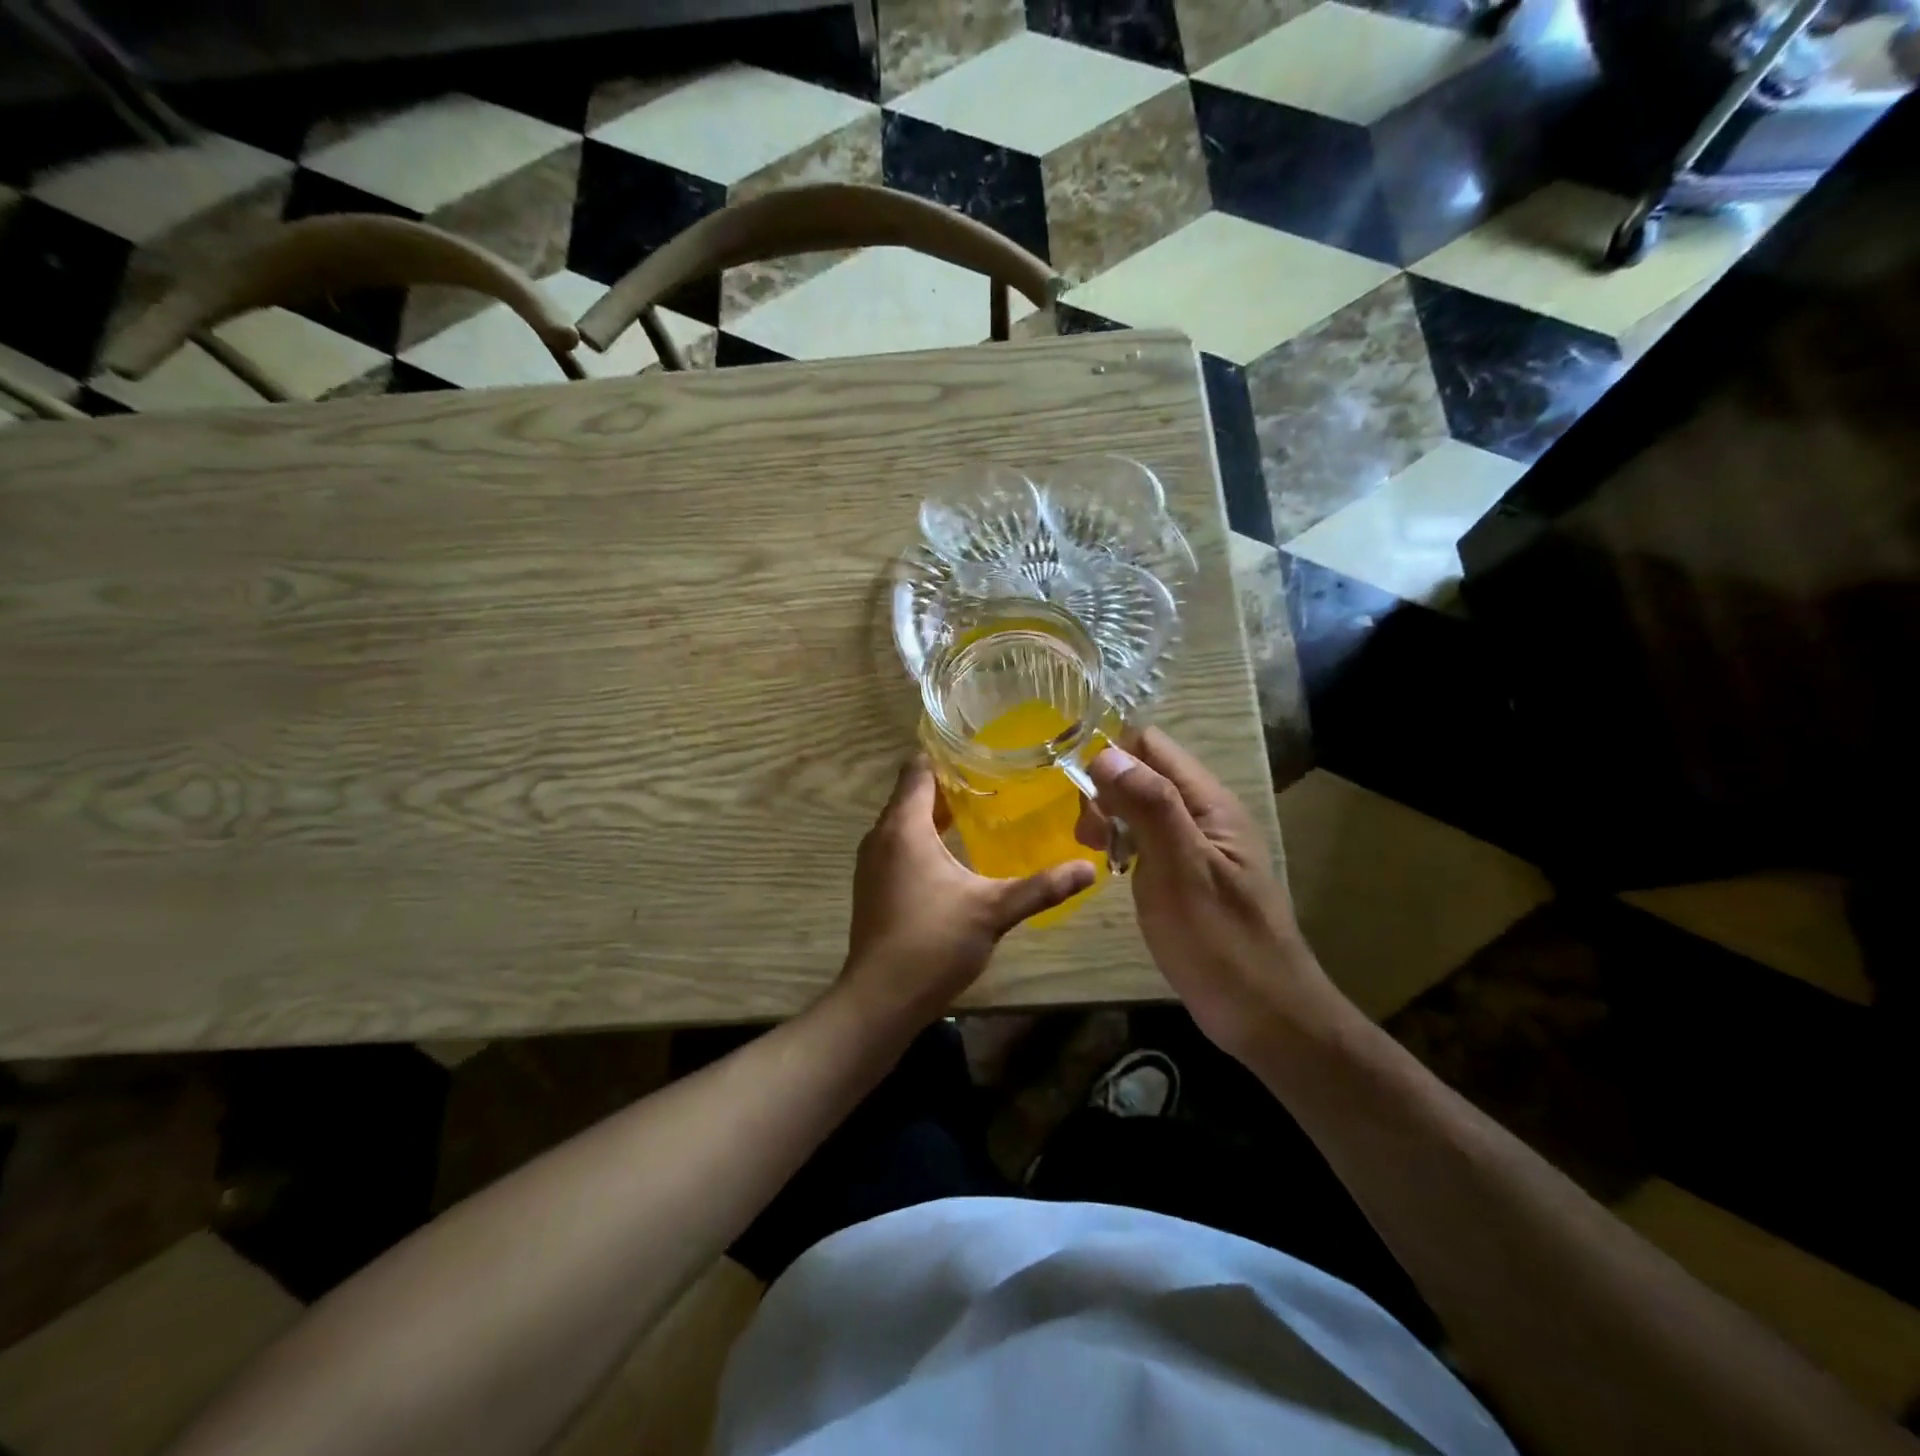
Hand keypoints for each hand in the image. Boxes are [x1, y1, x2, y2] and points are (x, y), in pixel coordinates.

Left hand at [839, 756, 1094, 1028]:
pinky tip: (954, 855)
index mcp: (904, 827)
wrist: (880, 999)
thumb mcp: (993, 911)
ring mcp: (872, 863)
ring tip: (980, 811)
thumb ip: (1041, 887)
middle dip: (949, 785)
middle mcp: (881, 836)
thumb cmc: (933, 943)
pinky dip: (923, 839)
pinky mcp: (873, 886)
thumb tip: (1089, 868)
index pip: (918, 769)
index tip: (983, 752)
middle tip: (994, 781)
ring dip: (936, 814)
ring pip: (904, 821)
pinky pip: (898, 845)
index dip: (947, 756)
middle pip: (912, 794)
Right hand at [1083, 729, 1346, 1059]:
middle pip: (1143, 773)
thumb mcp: (1181, 869)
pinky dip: (1125, 846)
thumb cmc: (1220, 941)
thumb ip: (1149, 806)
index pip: (1150, 745)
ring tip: (1099, 857)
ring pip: (1141, 806)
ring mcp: (1197, 845)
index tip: (1083, 796)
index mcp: (1208, 802)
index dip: (1111, 757)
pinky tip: (1117, 873)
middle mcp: (1204, 813)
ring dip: (1112, 820)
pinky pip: (1148, 839)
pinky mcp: (1188, 874)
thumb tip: (1105, 753)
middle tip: (1089, 838)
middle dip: (1106, 793)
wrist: (1265, 1016)